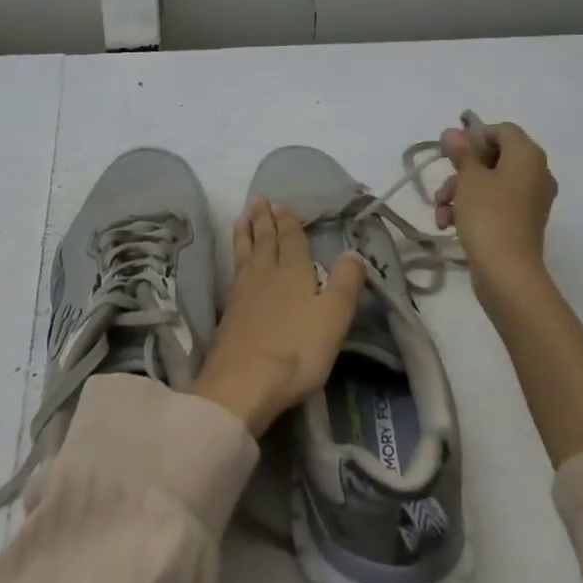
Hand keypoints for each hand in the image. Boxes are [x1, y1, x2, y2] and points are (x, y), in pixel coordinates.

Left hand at [192, 196, 366, 436]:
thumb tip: (353, 252)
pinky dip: (236, 257)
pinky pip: (234, 271)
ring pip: (246, 253)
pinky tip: (237, 263)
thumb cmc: (297, 350)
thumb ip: (345, 283)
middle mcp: (266, 275)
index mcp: (294, 273)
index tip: (281, 204)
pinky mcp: (229, 313)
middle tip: (259, 200)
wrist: (243, 383)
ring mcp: (243, 293)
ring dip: (246, 233)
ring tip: (243, 218)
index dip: (288, 222)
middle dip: (265, 220)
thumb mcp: (334, 317)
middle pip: (266, 241)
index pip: (292, 240)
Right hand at [435, 120, 557, 288]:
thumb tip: (453, 131)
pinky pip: (494, 203)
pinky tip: (449, 224)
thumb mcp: (469, 178)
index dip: (474, 136)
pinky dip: (471, 209)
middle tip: (442, 182)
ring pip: (489, 183)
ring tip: (440, 211)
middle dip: (461, 171)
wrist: (507, 272)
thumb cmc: (488, 215)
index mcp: (528, 156)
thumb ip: (461, 151)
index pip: (502, 130)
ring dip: (459, 192)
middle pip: (493, 157)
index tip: (451, 153)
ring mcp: (529, 200)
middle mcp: (535, 173)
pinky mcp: (521, 222)